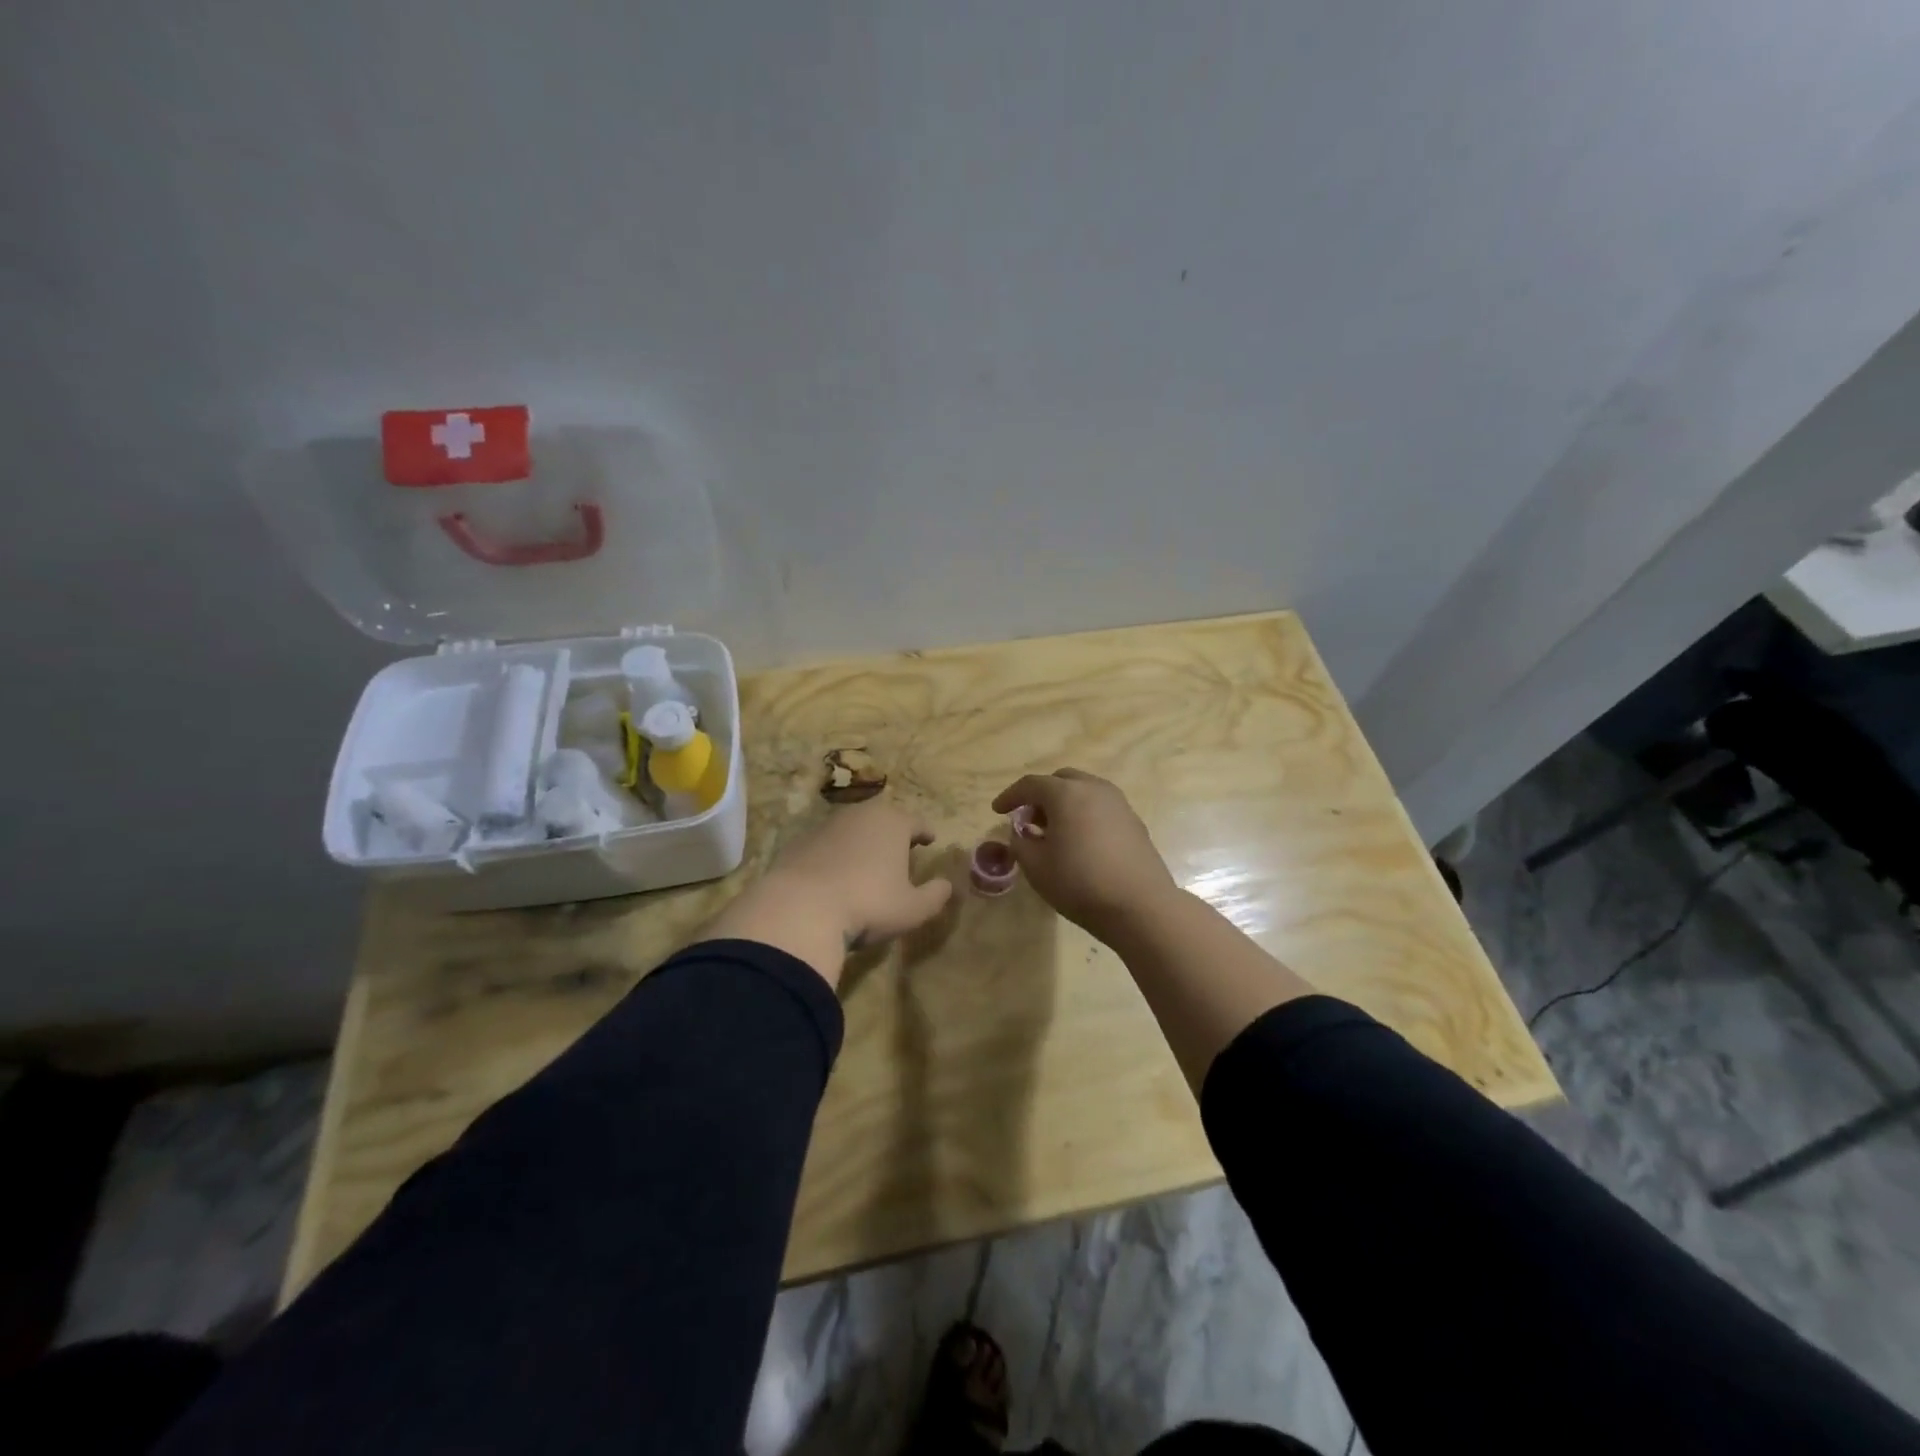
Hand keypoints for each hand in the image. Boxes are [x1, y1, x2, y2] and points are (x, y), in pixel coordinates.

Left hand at [703, 799, 953, 985]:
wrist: (799, 909)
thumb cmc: (868, 905)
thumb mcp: (912, 909)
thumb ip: (935, 895)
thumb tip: (947, 885)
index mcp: (893, 823)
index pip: (917, 822)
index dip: (926, 832)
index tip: (930, 839)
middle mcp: (860, 815)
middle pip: (883, 819)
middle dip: (893, 832)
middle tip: (900, 850)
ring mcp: (826, 826)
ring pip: (852, 829)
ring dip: (862, 842)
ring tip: (867, 862)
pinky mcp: (798, 842)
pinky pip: (826, 845)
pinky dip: (834, 854)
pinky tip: (834, 876)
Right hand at [991, 769, 1177, 938]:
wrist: (1140, 906)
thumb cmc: (1079, 883)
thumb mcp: (1036, 867)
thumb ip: (1021, 842)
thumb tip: (1022, 832)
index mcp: (1066, 794)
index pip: (1030, 785)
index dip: (1010, 796)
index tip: (997, 811)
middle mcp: (1094, 789)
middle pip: (1060, 781)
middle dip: (1040, 796)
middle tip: (1028, 820)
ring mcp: (1119, 803)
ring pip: (1084, 791)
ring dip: (1064, 804)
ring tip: (1053, 831)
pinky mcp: (1134, 821)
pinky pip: (1100, 807)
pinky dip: (1084, 814)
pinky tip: (1079, 841)